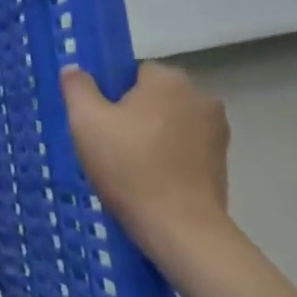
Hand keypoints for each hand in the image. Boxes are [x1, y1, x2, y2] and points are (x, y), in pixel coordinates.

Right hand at [60, 62, 234, 271]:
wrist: (179, 227)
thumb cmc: (129, 167)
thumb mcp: (86, 122)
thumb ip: (77, 87)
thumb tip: (75, 69)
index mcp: (168, 80)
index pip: (133, 72)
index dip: (110, 94)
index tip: (98, 121)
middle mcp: (200, 96)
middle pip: (153, 96)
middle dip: (132, 114)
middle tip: (107, 144)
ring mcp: (217, 130)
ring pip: (169, 122)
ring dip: (152, 135)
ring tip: (128, 166)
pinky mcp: (222, 161)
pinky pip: (185, 147)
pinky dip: (168, 157)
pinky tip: (150, 180)